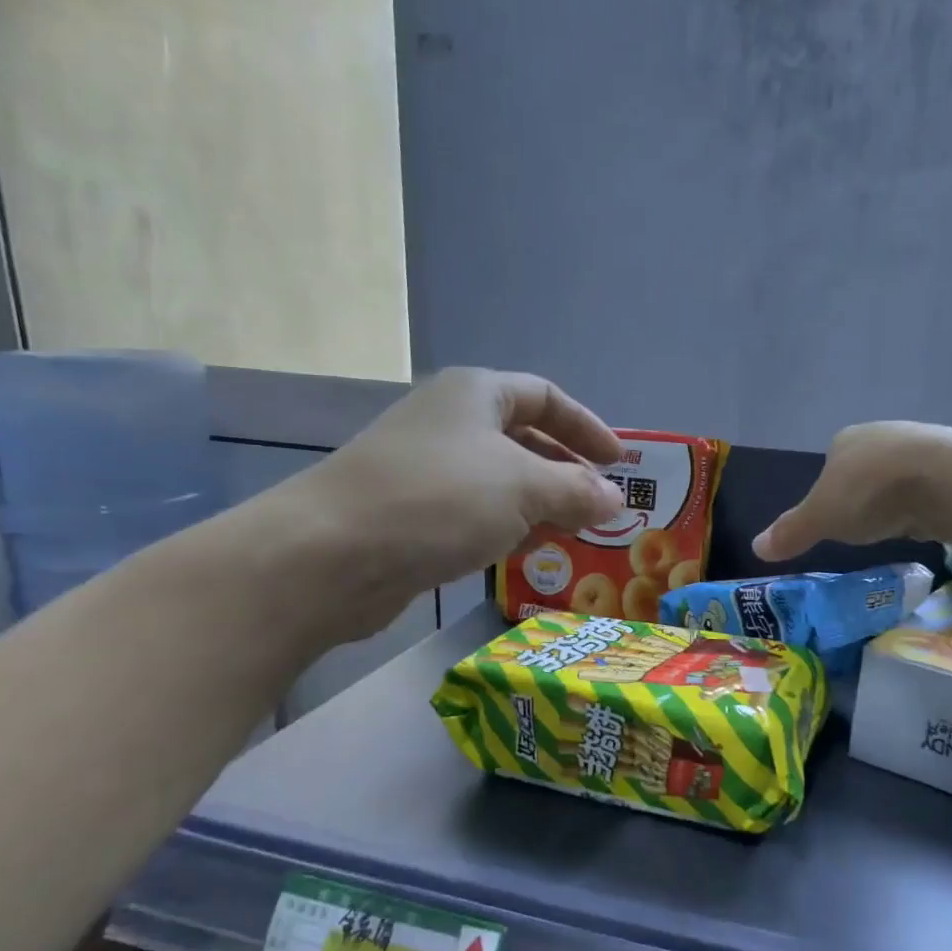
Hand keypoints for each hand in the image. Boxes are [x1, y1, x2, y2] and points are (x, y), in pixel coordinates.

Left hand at [239, 368, 623, 642]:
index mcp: (475, 394)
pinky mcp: (413, 515)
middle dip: (567, 473)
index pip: (546, 396)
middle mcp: (450, 423)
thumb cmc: (438, 500)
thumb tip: (615, 499)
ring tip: (578, 536)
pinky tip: (531, 554)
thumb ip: (577, 491)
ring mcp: (428, 470)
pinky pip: (476, 514)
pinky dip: (509, 529)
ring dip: (542, 506)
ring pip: (501, 482)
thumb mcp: (523, 488)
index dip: (587, 427)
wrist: (331, 555)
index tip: (620, 462)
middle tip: (604, 507)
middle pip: (525, 440)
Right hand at [754, 422, 951, 562]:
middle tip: (868, 526)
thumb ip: (791, 532)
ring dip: (901, 497)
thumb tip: (755, 547)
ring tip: (901, 525)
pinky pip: (935, 484)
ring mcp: (924, 443)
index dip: (830, 491)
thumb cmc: (872, 493)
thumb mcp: (821, 519)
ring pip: (903, 474)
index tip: (836, 519)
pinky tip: (932, 519)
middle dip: (866, 494)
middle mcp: (884, 433)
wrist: (947, 478)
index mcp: (846, 439)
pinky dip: (930, 501)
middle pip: (867, 467)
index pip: (831, 463)